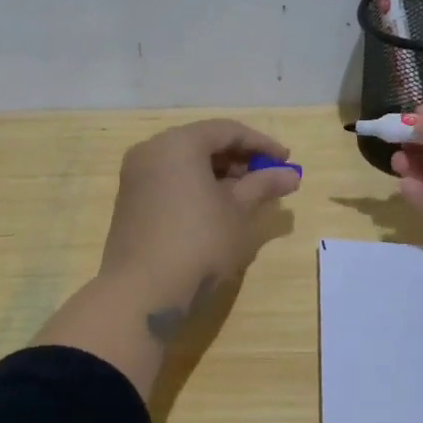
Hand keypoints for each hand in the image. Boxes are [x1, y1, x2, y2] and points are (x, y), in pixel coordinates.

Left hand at [99, 118, 300, 329]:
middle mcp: (151, 151)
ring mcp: (136, 177)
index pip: (227, 130)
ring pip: (185, 163)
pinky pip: (170, 181)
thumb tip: (291, 174)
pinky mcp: (130, 201)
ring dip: (219, 175)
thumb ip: (264, 185)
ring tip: (248, 197)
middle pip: (203, 143)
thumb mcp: (238, 212)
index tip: (287, 161)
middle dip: (239, 159)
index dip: (261, 144)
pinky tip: (218, 209)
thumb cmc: (198, 243)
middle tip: (268, 179)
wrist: (141, 292)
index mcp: (178, 143)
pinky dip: (197, 187)